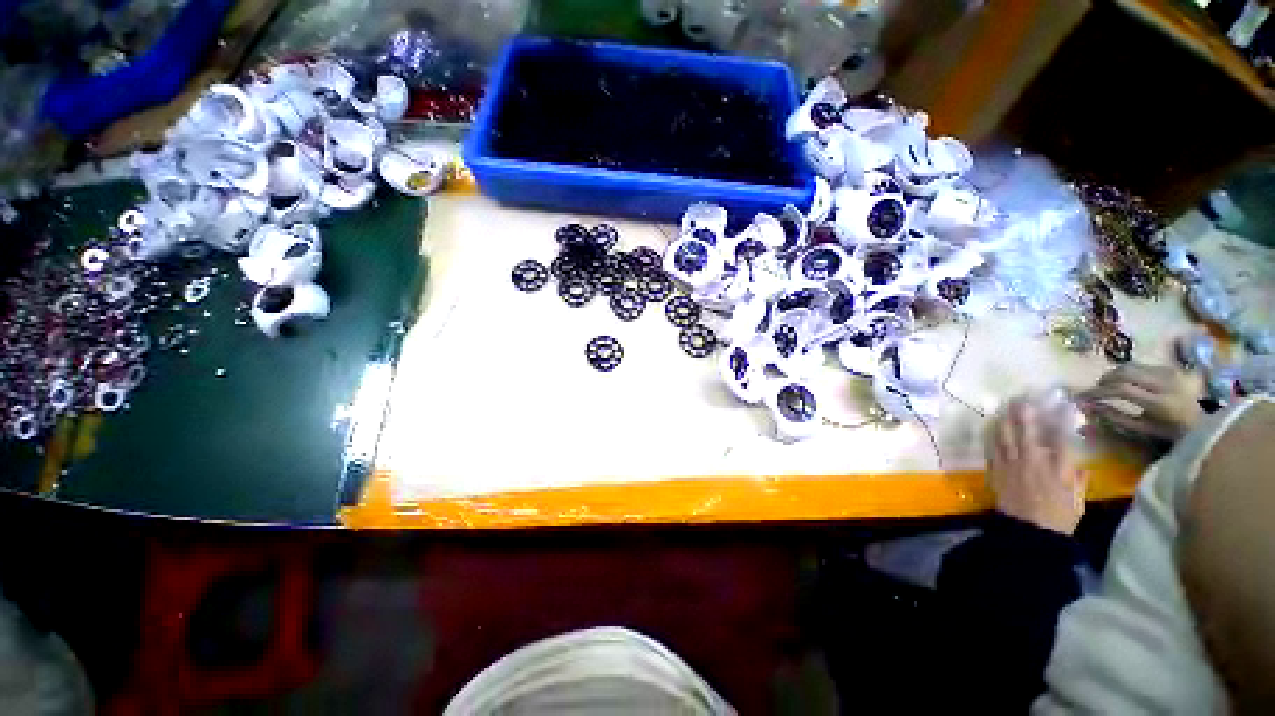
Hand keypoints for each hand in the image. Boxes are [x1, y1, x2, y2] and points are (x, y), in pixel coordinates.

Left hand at [985, 397, 1087, 534]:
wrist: (1028, 534)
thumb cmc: (1058, 520)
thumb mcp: (1077, 502)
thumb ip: (1078, 482)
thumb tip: (1081, 468)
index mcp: (1058, 469)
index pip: (1060, 439)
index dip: (1060, 420)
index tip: (1061, 404)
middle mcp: (1033, 462)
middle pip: (1027, 432)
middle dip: (1025, 413)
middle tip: (1022, 398)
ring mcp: (1012, 466)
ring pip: (1006, 437)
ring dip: (1006, 420)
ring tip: (1006, 406)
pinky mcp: (997, 472)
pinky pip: (992, 449)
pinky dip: (992, 436)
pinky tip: (992, 426)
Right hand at [1078, 363, 1203, 441]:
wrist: (1210, 423)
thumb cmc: (1174, 432)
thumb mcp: (1145, 430)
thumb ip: (1117, 418)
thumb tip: (1089, 408)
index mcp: (1159, 402)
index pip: (1121, 389)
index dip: (1098, 391)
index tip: (1082, 397)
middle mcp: (1165, 383)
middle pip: (1125, 371)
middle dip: (1105, 379)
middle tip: (1095, 390)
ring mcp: (1171, 372)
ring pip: (1132, 365)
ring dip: (1115, 374)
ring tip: (1109, 385)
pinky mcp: (1172, 367)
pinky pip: (1143, 366)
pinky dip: (1129, 373)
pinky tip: (1128, 382)